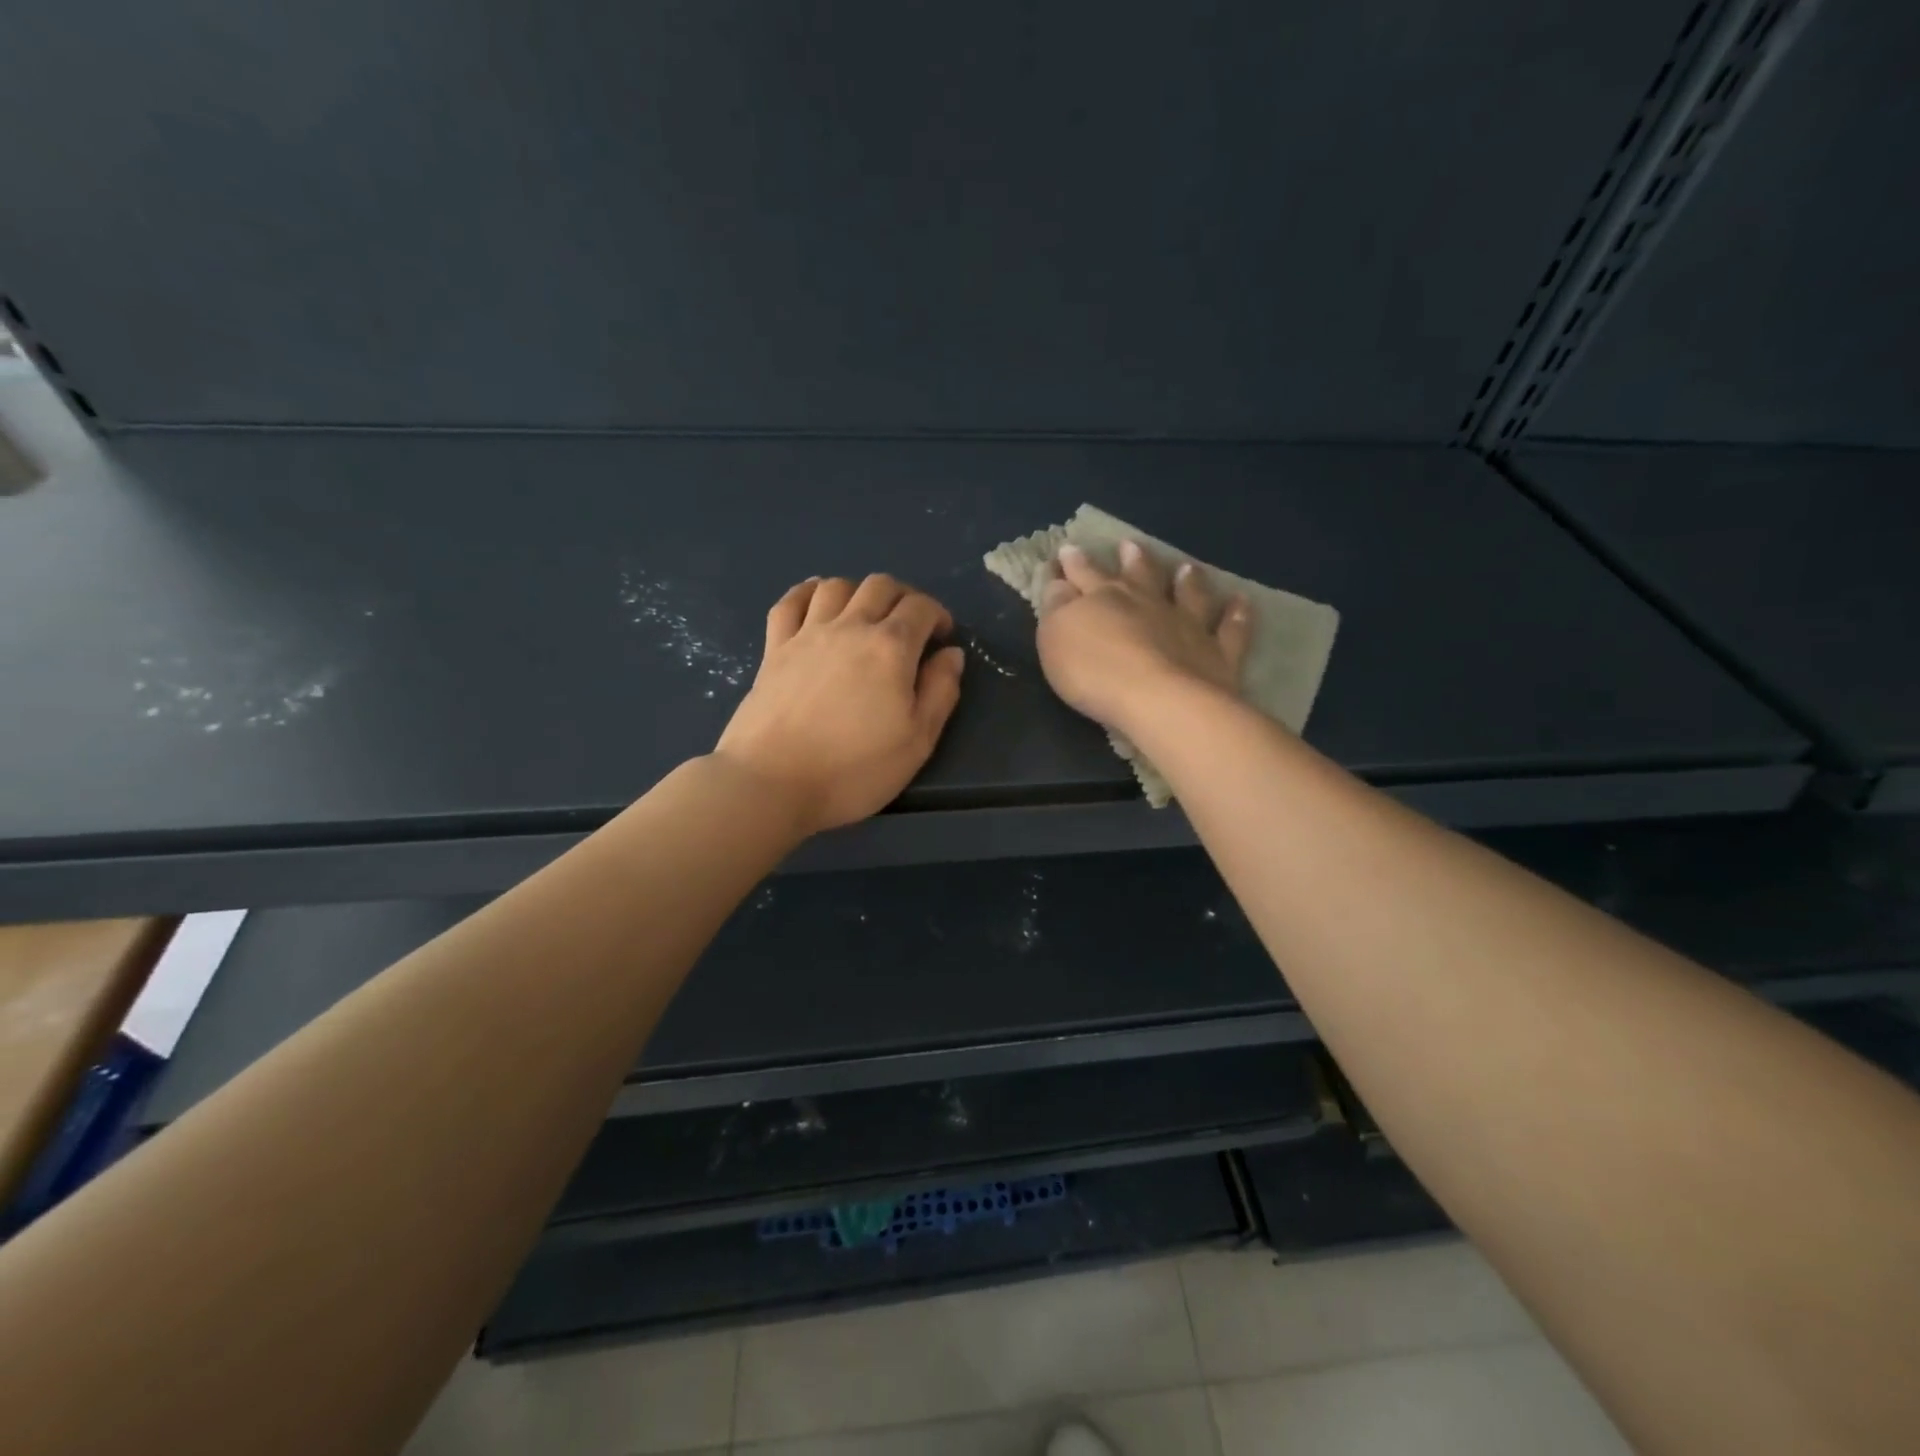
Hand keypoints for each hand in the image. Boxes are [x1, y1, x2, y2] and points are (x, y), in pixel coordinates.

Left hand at [715, 574, 965, 836]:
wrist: (772, 783)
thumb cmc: (853, 769)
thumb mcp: (917, 741)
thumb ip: (940, 692)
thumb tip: (951, 653)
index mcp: (891, 648)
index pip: (920, 608)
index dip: (938, 614)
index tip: (942, 636)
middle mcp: (850, 627)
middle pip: (880, 586)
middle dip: (903, 597)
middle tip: (910, 624)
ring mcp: (807, 634)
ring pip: (837, 586)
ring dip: (859, 592)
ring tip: (866, 615)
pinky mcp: (774, 648)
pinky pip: (790, 602)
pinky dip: (807, 592)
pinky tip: (816, 600)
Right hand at [1036, 540, 1250, 733]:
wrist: (1159, 699)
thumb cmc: (1096, 672)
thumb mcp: (1056, 638)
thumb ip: (1056, 608)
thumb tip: (1059, 582)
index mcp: (1103, 599)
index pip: (1083, 575)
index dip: (1073, 563)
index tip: (1067, 549)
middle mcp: (1147, 602)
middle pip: (1137, 575)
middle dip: (1129, 559)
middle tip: (1128, 544)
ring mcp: (1186, 624)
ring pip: (1187, 593)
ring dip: (1185, 579)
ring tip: (1186, 566)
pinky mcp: (1217, 652)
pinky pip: (1230, 628)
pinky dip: (1236, 614)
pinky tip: (1240, 601)